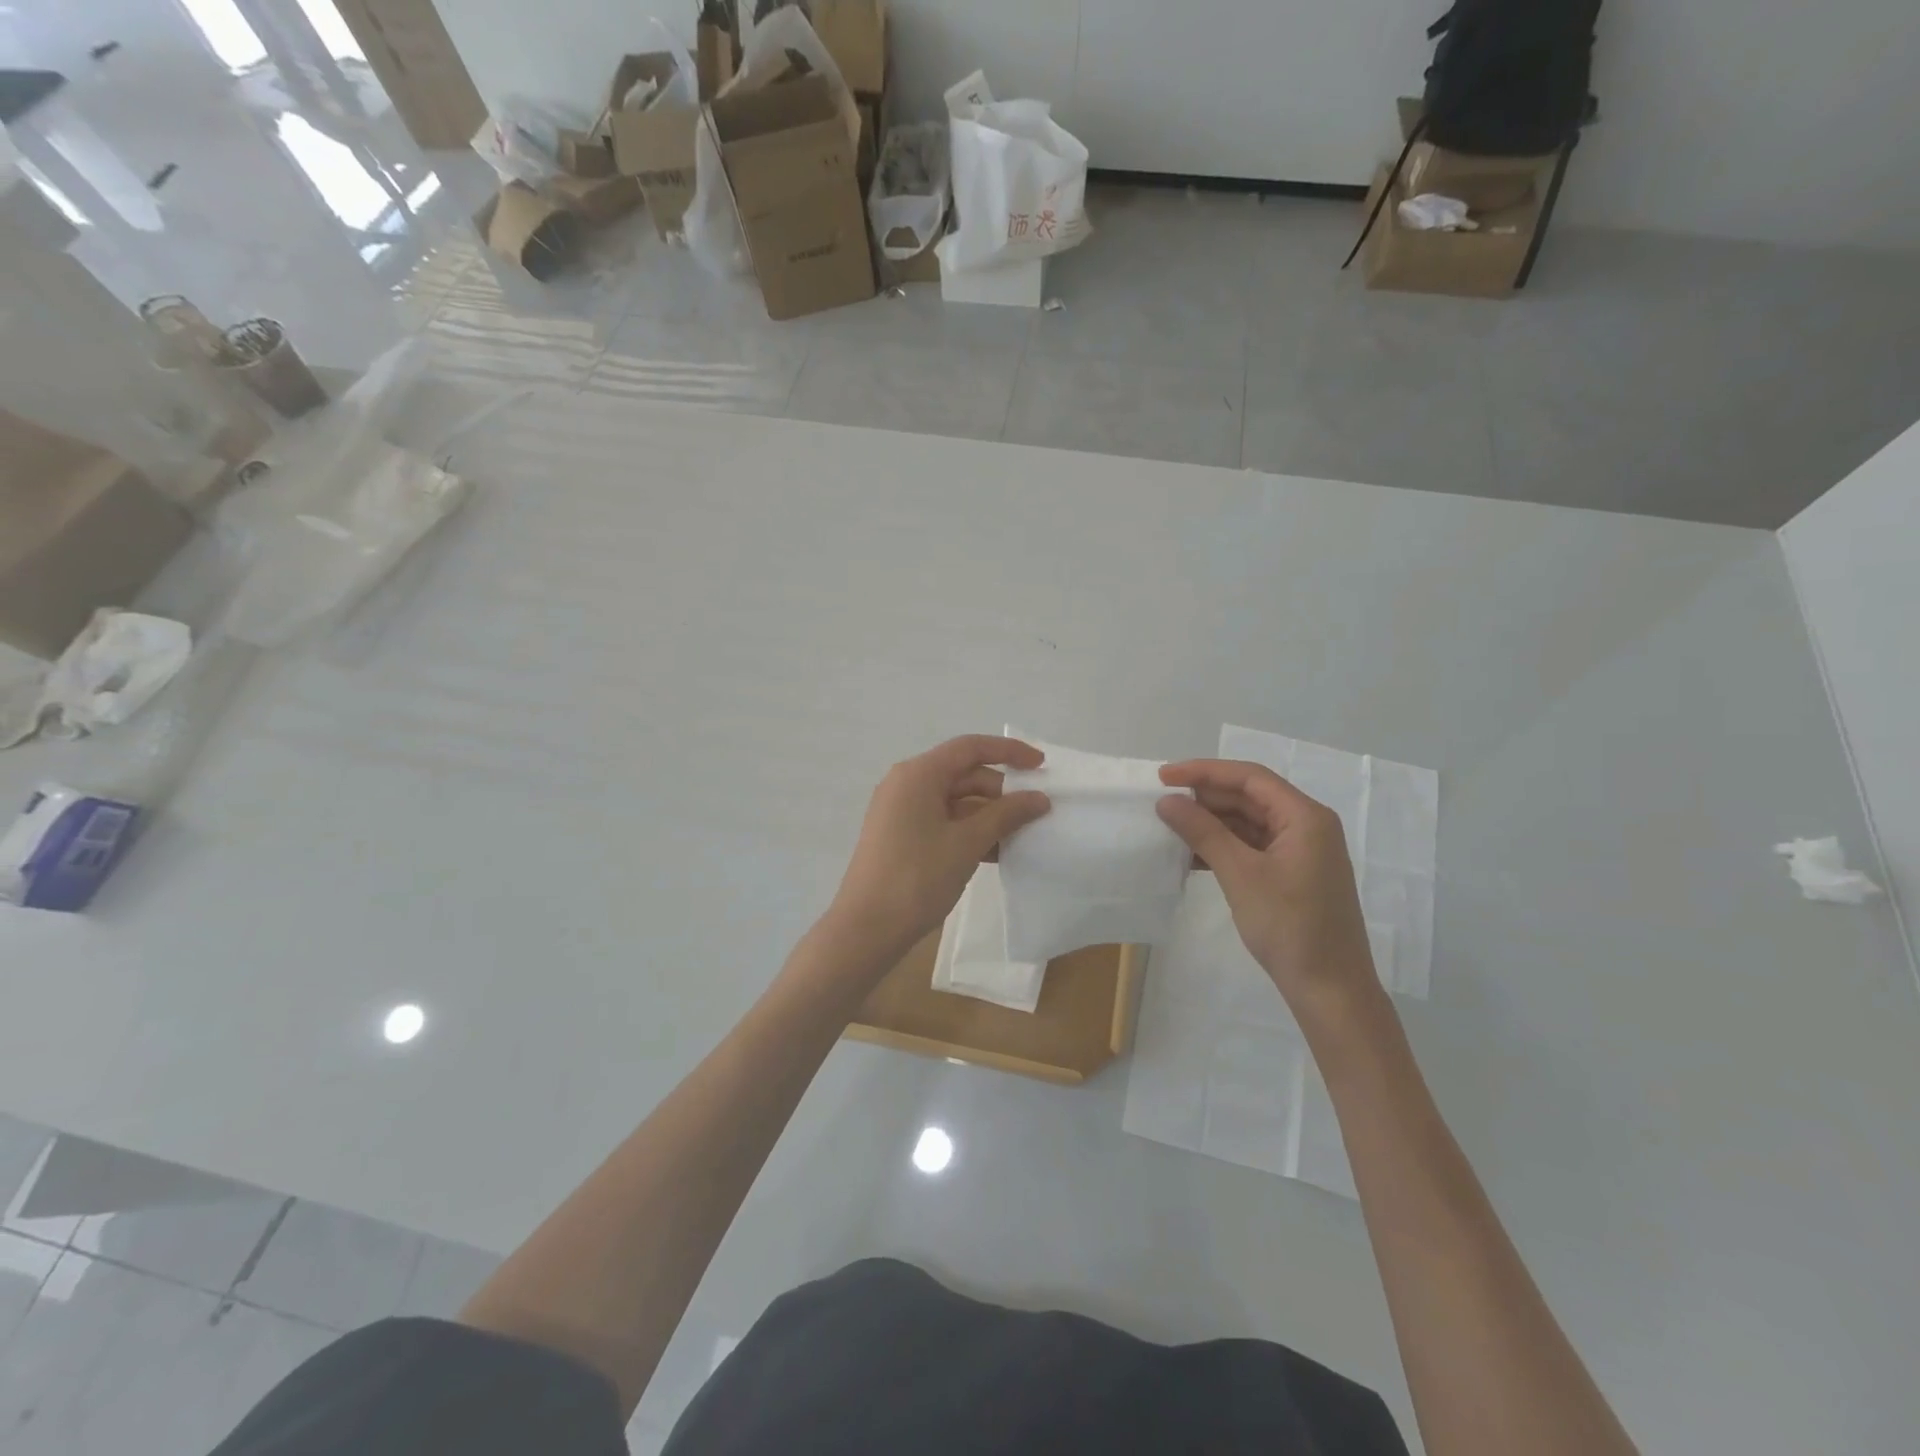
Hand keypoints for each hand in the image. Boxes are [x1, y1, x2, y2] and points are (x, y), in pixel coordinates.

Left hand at [826, 736, 1050, 963]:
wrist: (866, 928)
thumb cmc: (917, 877)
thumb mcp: (967, 843)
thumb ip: (1006, 815)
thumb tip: (1039, 798)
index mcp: (918, 774)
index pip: (970, 748)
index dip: (1009, 752)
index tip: (1042, 767)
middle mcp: (907, 784)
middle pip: (964, 774)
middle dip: (1002, 791)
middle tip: (1037, 811)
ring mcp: (901, 811)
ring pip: (955, 801)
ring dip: (989, 815)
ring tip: (1024, 835)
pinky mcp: (902, 836)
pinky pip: (943, 822)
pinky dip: (970, 831)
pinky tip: (998, 852)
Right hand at [1157, 759, 1381, 1025]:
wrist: (1330, 990)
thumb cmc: (1290, 927)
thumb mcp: (1240, 875)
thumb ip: (1203, 832)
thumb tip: (1167, 801)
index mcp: (1305, 817)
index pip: (1249, 778)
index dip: (1204, 771)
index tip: (1163, 776)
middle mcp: (1307, 826)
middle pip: (1249, 797)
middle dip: (1206, 798)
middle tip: (1163, 804)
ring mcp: (1301, 851)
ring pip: (1248, 823)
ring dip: (1211, 824)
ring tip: (1171, 829)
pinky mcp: (1293, 874)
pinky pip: (1252, 847)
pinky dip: (1223, 847)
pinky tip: (1192, 857)